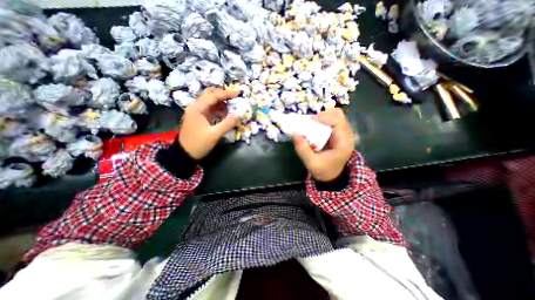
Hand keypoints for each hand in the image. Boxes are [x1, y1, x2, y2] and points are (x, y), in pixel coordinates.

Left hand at [178, 88, 239, 159]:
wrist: (185, 154)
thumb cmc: (199, 144)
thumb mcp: (215, 134)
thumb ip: (228, 123)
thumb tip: (240, 113)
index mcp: (197, 108)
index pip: (213, 96)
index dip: (227, 94)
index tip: (238, 93)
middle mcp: (196, 107)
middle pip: (210, 95)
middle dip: (223, 95)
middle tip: (235, 98)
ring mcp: (197, 112)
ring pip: (210, 102)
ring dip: (221, 102)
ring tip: (232, 106)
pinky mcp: (199, 118)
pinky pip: (210, 109)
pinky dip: (218, 110)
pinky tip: (225, 114)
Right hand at [292, 109, 353, 181]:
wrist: (332, 176)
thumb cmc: (323, 171)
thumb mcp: (311, 162)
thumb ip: (302, 148)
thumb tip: (294, 132)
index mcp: (343, 142)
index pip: (337, 121)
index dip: (323, 118)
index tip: (309, 122)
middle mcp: (347, 135)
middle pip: (338, 115)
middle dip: (322, 116)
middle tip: (309, 123)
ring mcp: (344, 133)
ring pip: (336, 115)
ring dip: (323, 116)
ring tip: (312, 124)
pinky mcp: (339, 133)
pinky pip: (333, 120)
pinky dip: (324, 120)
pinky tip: (316, 127)